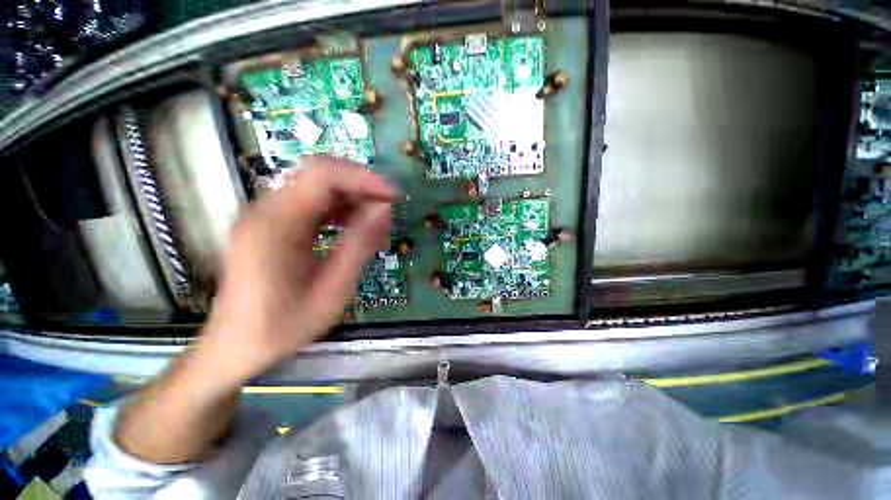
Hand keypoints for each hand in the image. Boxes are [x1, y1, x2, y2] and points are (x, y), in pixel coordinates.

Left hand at [202, 157, 398, 378]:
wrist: (235, 347)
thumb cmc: (283, 326)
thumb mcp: (332, 291)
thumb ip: (359, 246)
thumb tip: (384, 209)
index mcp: (275, 225)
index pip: (322, 175)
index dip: (363, 178)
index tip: (393, 195)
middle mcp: (265, 210)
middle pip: (320, 176)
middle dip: (361, 187)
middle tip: (390, 208)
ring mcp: (266, 215)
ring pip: (318, 189)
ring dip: (353, 199)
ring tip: (378, 221)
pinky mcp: (272, 225)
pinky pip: (312, 205)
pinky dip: (340, 210)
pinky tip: (355, 228)